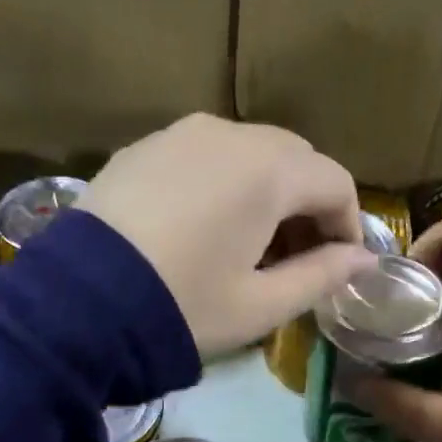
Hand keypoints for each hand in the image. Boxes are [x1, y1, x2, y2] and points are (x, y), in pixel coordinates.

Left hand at [80, 114, 377, 357]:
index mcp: (268, 170)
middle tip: (296, 257)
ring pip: (248, 152)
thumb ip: (322, 275)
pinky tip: (203, 225)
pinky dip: (222, 183)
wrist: (77, 304)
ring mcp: (180, 134)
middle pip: (294, 159)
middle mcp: (229, 134)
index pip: (335, 182)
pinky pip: (203, 155)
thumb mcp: (260, 305)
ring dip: (265, 191)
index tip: (339, 266)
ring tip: (249, 244)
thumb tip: (364, 259)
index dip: (348, 225)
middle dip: (307, 204)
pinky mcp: (143, 147)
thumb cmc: (183, 307)